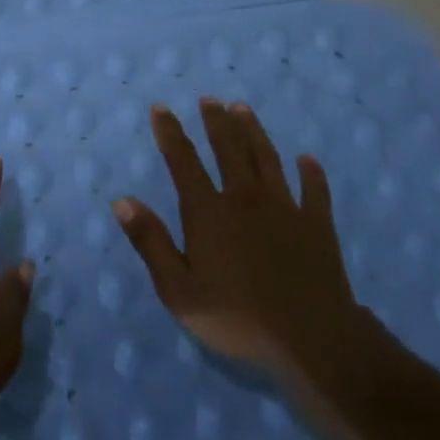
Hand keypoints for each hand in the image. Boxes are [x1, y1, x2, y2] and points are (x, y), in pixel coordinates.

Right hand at [114, 98, 382, 397]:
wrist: (312, 339)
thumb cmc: (237, 317)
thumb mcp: (178, 290)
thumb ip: (151, 242)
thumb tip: (121, 200)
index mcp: (208, 212)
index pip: (183, 161)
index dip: (170, 133)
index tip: (161, 108)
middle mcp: (245, 198)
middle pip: (228, 149)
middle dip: (216, 121)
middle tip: (209, 100)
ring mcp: (285, 208)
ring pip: (267, 158)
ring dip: (253, 132)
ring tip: (243, 109)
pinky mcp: (317, 225)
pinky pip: (314, 190)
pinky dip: (311, 173)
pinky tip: (307, 160)